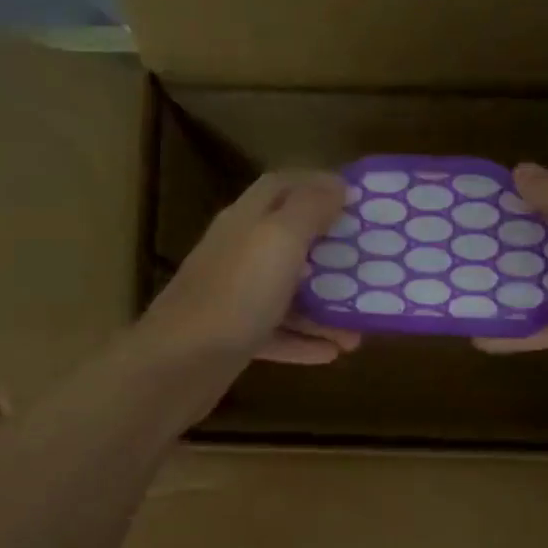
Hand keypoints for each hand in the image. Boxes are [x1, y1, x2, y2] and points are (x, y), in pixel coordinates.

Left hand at [137, 171, 361, 367]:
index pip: (281, 186)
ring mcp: (233, 297)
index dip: (317, 185)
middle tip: (367, 267)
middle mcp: (238, 253)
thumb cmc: (236, 294)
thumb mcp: (279, 240)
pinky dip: (304, 341)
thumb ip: (308, 209)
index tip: (356, 200)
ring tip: (358, 328)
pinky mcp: (232, 337)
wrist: (180, 364)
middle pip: (289, 242)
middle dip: (330, 254)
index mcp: (246, 221)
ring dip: (324, 308)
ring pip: (287, 293)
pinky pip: (277, 333)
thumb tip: (336, 183)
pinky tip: (332, 352)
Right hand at [476, 162, 547, 425]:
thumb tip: (524, 171)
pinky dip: (513, 330)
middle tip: (467, 240)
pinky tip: (479, 336)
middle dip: (513, 234)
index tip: (489, 196)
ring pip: (545, 280)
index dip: (535, 184)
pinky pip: (543, 326)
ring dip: (509, 281)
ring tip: (465, 283)